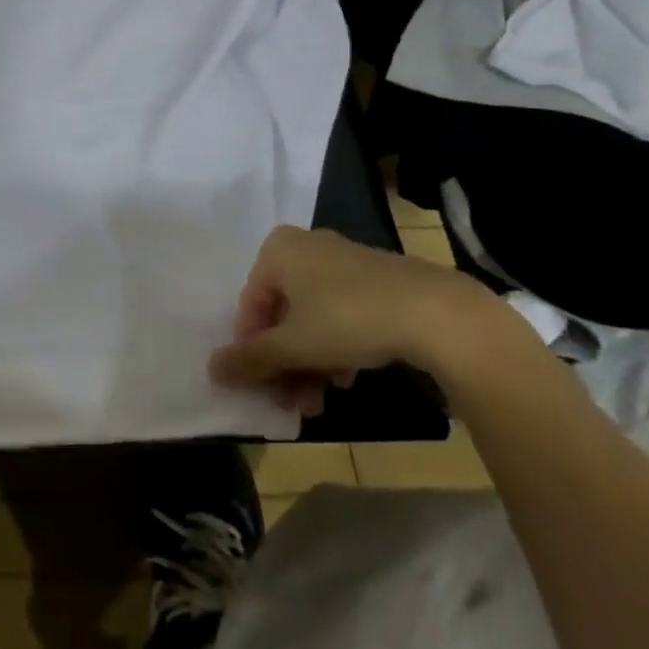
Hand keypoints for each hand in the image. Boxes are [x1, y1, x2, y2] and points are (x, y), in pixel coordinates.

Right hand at [208, 225, 504, 415]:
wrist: (439, 313)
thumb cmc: (348, 318)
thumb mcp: (293, 346)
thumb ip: (250, 359)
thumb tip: (210, 371)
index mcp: (277, 250)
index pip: (250, 305)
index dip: (253, 349)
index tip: (264, 386)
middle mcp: (307, 247)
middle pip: (282, 313)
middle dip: (285, 361)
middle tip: (292, 401)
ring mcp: (344, 261)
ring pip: (313, 317)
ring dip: (310, 361)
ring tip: (321, 399)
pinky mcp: (378, 279)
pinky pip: (342, 313)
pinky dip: (337, 346)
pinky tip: (348, 377)